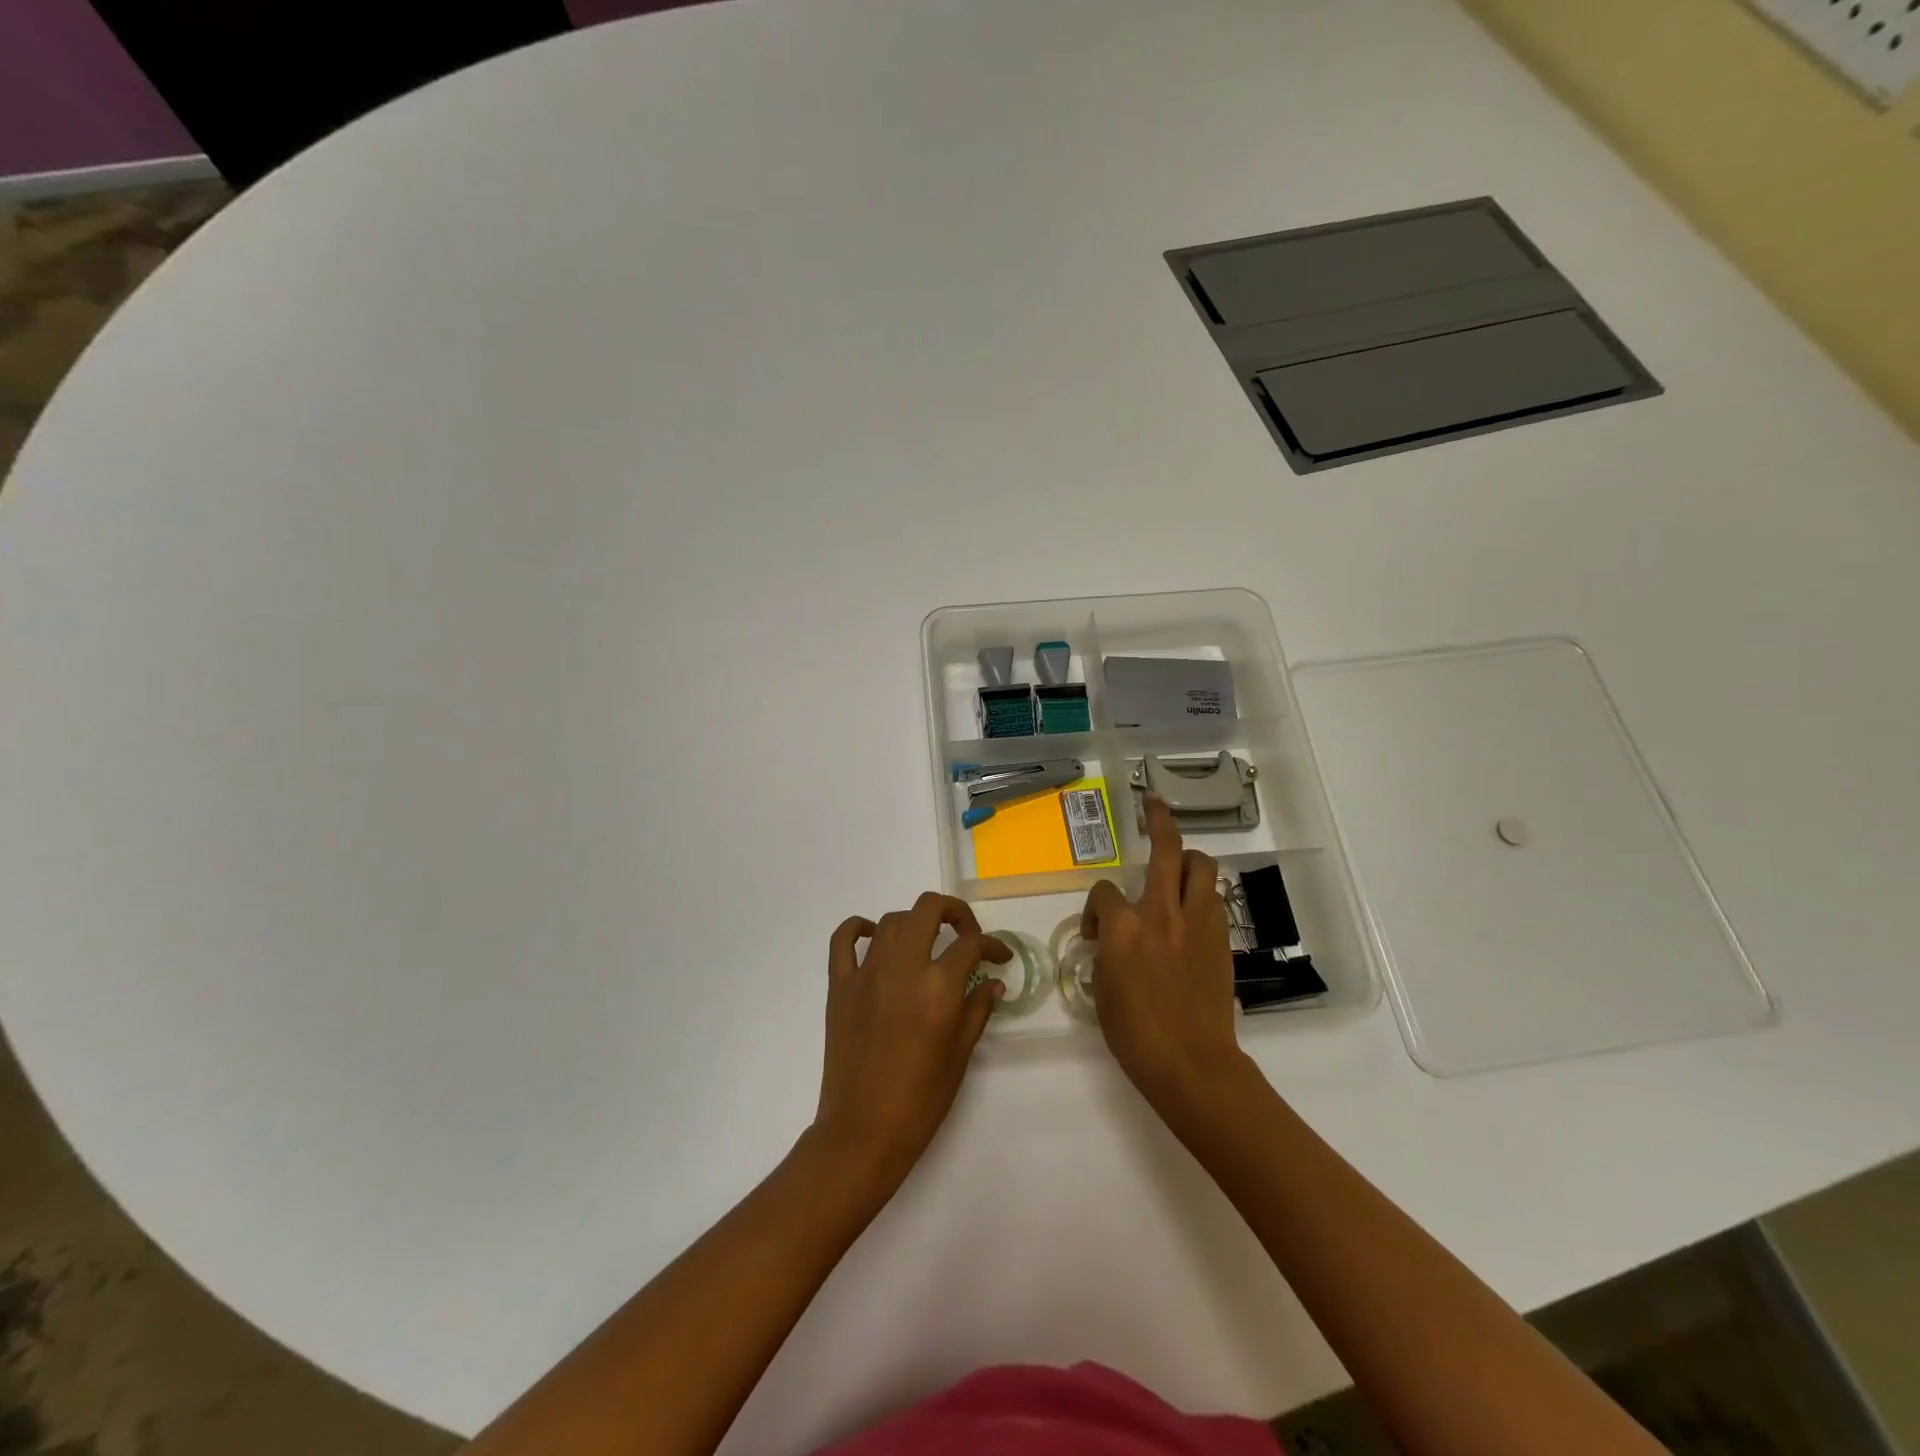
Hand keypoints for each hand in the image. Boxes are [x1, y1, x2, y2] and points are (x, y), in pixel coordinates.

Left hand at [812, 893, 1010, 1182]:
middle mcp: (903, 967)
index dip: (992, 945)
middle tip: (965, 933)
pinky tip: (873, 936)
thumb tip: (993, 982)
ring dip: (914, 923)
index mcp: (938, 986)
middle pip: (928, 909)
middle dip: (954, 912)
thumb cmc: (921, 1099)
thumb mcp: (960, 1054)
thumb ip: (978, 1009)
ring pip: (892, 920)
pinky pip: (844, 939)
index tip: (999, 958)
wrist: (863, 1131)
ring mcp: (866, 972)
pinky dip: (859, 928)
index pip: (971, 944)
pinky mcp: (839, 985)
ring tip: (926, 944)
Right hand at [1082, 796, 1243, 1109]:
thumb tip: (1113, 940)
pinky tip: (1193, 911)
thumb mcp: (1102, 989)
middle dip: (1159, 821)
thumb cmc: (1135, 1034)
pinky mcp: (1221, 939)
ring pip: (1201, 866)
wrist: (1191, 1063)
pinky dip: (1202, 895)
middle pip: (1166, 850)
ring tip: (1178, 868)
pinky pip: (1212, 899)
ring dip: (1188, 860)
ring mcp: (1197, 923)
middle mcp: (1161, 913)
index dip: (1095, 908)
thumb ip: (1106, 951)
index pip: (1103, 892)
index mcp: (1123, 927)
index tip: (1096, 934)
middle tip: (1153, 804)